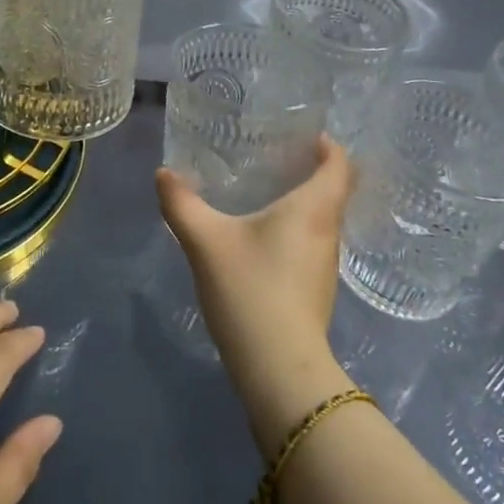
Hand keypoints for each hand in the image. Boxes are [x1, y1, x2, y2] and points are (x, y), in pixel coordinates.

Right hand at [156, 138, 358, 453]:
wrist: (279, 369)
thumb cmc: (250, 290)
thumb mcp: (206, 241)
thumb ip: (181, 203)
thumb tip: (164, 174)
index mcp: (313, 209)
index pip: (339, 164)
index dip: (327, 145)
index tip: (303, 134)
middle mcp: (328, 231)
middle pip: (333, 190)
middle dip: (311, 170)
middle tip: (276, 155)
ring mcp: (326, 264)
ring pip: (322, 219)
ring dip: (303, 201)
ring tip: (267, 189)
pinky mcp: (317, 289)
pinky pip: (312, 242)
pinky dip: (296, 228)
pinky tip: (265, 235)